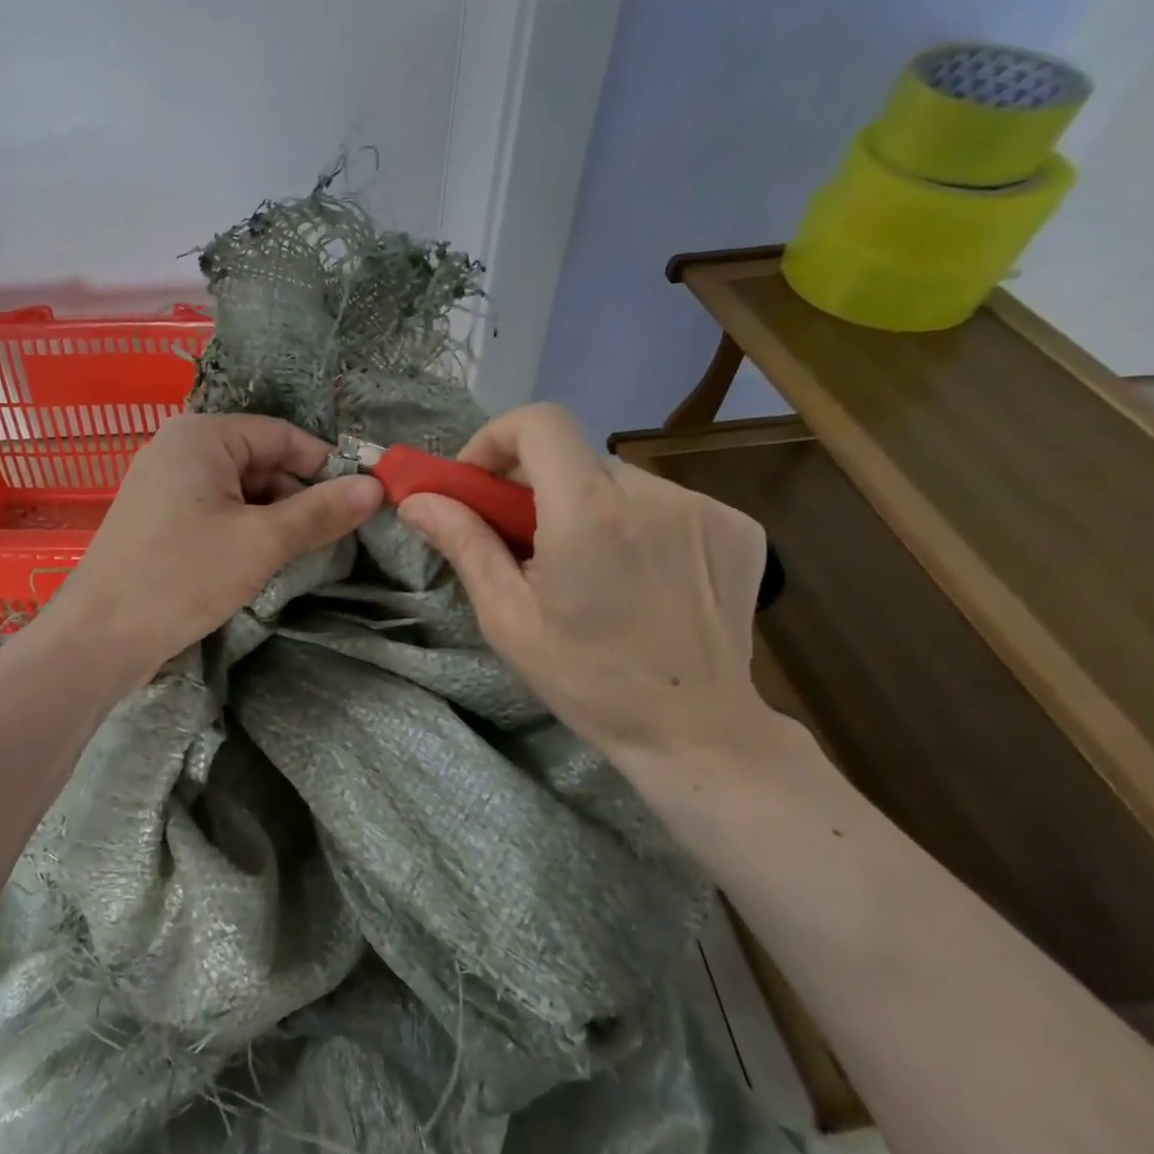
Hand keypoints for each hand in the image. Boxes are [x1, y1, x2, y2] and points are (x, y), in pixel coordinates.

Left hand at [48, 413, 383, 676]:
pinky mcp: (156, 520)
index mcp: (202, 435)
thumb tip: (375, 487)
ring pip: (238, 491)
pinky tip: (261, 562)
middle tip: (334, 538)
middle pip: (260, 461)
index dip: (325, 466)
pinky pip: (214, 512)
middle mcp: (179, 448)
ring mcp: (163, 485)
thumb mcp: (262, 542)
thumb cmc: (183, 575)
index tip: (360, 501)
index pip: (282, 435)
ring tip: (302, 555)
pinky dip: (243, 531)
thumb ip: (320, 512)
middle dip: (298, 497)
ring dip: (273, 519)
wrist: (100, 636)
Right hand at [396, 404, 778, 763]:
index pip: (539, 422)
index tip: (479, 482)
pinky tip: (635, 574)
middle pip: (574, 455)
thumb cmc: (587, 680)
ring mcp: (703, 507)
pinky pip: (664, 502)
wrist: (696, 731)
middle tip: (521, 537)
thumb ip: (464, 543)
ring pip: (618, 480)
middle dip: (535, 484)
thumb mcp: (507, 617)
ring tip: (584, 566)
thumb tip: (416, 500)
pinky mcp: (737, 526)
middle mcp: (651, 494)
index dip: (497, 438)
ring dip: (587, 505)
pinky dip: (636, 523)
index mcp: (588, 513)